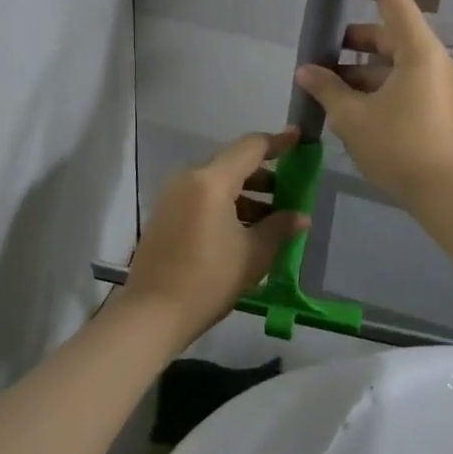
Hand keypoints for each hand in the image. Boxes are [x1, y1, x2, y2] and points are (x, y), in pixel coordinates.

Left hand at [121, 128, 309, 343]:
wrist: (152, 314)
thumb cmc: (208, 280)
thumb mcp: (253, 254)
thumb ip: (280, 228)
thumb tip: (300, 217)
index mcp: (211, 180)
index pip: (250, 148)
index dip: (278, 142)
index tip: (299, 139)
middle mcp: (189, 178)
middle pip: (233, 164)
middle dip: (264, 176)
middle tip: (289, 192)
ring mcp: (172, 196)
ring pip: (217, 182)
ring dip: (245, 194)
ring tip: (270, 220)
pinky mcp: (165, 215)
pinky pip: (202, 198)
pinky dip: (225, 205)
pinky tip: (243, 231)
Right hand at [295, 0, 452, 209]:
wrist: (444, 194)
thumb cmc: (399, 148)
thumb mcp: (353, 117)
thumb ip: (327, 88)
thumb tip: (306, 71)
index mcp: (418, 51)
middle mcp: (431, 58)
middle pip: (386, 32)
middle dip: (349, 40)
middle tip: (317, 54)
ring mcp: (435, 81)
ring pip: (389, 59)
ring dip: (356, 67)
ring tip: (323, 87)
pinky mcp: (433, 101)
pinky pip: (397, 79)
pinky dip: (371, 84)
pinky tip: (344, 106)